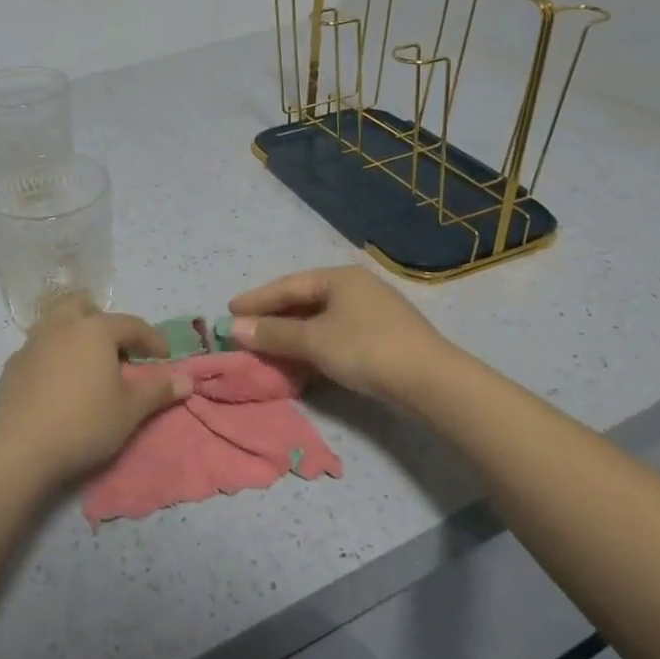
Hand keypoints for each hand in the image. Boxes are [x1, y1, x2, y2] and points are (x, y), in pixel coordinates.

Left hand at [0, 293, 192, 491]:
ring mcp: (32, 343)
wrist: (18, 448)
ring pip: (56, 323)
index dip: (152, 339)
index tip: (164, 357)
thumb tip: (185, 379)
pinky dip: (54, 356)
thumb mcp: (130, 410)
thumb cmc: (83, 423)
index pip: (131, 324)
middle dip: (101, 320)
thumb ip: (158, 390)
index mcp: (94, 330)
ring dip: (74, 335)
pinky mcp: (12, 366)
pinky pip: (40, 348)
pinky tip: (59, 385)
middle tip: (115, 350)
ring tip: (87, 367)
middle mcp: (61, 326)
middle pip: (82, 306)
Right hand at [228, 266, 450, 407]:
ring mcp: (372, 312)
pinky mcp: (382, 336)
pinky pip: (336, 334)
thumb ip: (273, 334)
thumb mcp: (313, 341)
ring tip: (267, 347)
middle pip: (304, 300)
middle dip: (273, 317)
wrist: (429, 380)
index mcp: (339, 278)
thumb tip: (234, 327)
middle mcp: (356, 288)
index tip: (229, 311)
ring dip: (292, 334)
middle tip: (245, 329)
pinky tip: (301, 361)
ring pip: (320, 320)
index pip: (288, 285)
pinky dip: (314, 345)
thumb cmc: (364, 349)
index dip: (257, 299)